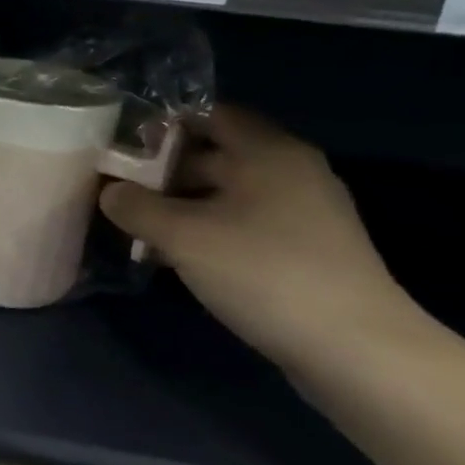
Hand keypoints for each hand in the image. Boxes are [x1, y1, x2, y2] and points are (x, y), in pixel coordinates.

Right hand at [99, 106, 413, 372]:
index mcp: (268, 153)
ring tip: (139, 227)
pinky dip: (207, 230)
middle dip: (164, 170)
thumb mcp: (181, 236)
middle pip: (216, 155)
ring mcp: (303, 213)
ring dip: (181, 205)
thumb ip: (136, 206)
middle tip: (119, 190)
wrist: (354, 349)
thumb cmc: (262, 272)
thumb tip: (110, 192)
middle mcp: (290, 172)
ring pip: (227, 194)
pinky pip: (243, 224)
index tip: (123, 146)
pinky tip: (178, 256)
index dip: (165, 125)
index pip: (211, 115)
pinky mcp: (304, 250)